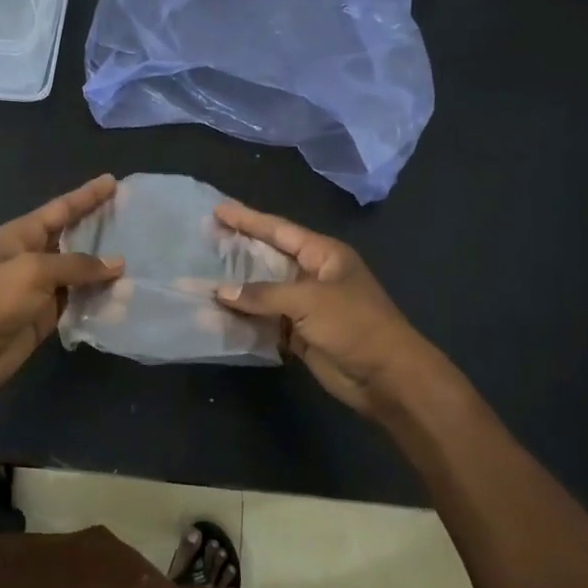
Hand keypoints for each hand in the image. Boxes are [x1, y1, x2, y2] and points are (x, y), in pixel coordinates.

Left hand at [0, 175, 123, 405]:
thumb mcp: (34, 271)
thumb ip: (77, 265)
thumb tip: (117, 264)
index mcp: (22, 234)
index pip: (62, 209)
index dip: (87, 195)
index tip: (113, 181)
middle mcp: (33, 256)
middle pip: (74, 236)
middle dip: (101, 228)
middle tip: (134, 218)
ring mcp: (41, 287)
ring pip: (81, 271)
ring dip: (106, 268)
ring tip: (141, 258)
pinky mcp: (48, 314)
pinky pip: (80, 300)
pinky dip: (100, 298)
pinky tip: (125, 296)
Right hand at [214, 201, 450, 416]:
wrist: (387, 377)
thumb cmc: (354, 325)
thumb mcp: (309, 301)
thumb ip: (263, 294)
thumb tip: (221, 292)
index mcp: (323, 254)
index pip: (279, 230)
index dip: (248, 219)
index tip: (217, 210)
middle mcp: (312, 275)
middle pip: (268, 258)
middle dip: (237, 251)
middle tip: (202, 240)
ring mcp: (306, 305)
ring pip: (263, 292)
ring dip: (235, 290)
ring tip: (199, 279)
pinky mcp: (300, 334)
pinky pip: (265, 321)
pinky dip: (244, 320)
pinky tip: (216, 316)